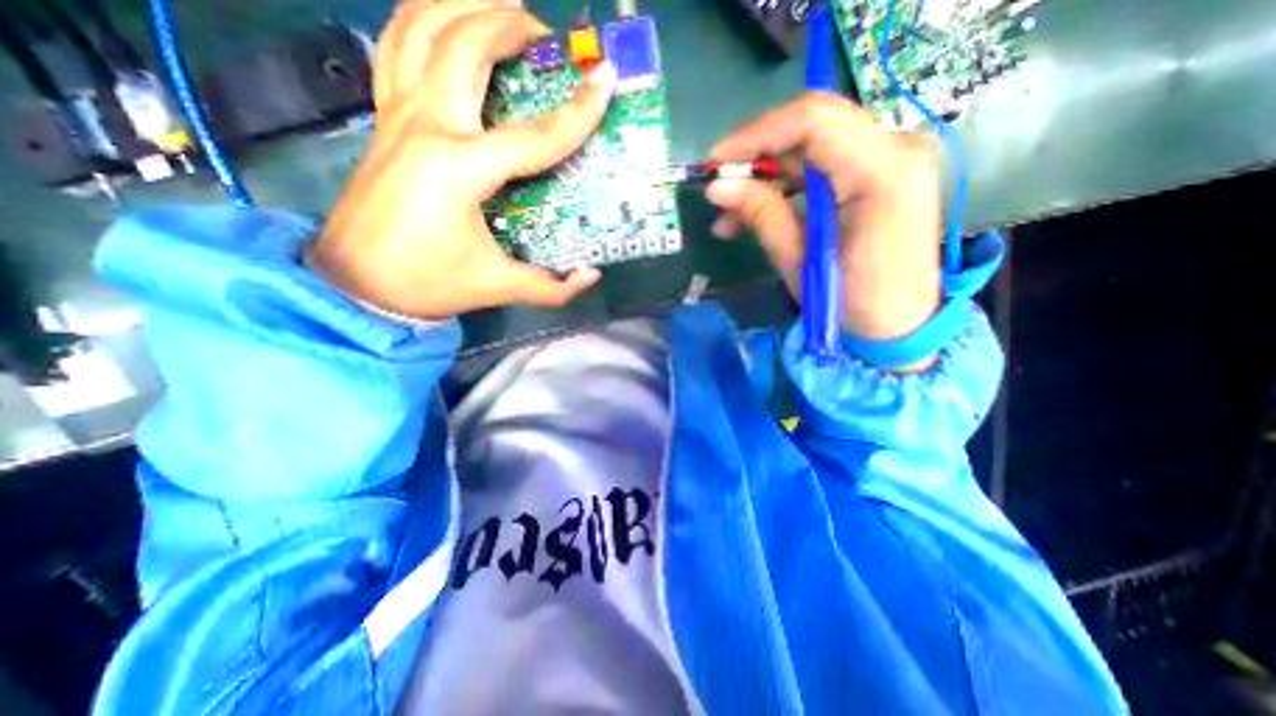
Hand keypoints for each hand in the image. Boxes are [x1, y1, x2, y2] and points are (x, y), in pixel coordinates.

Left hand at [315, 1, 621, 317]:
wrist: (357, 285)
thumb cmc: (430, 282)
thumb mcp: (499, 286)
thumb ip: (551, 286)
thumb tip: (591, 275)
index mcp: (460, 169)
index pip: (533, 135)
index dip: (577, 112)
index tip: (606, 79)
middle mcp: (427, 126)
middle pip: (466, 45)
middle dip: (510, 24)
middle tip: (546, 37)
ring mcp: (397, 115)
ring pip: (420, 26)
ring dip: (461, 4)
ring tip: (498, 9)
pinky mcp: (383, 118)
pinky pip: (396, 47)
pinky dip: (421, 22)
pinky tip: (446, 26)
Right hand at [704, 93, 940, 349]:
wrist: (900, 327)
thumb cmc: (851, 304)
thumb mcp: (799, 262)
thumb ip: (762, 214)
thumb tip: (717, 188)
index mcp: (883, 171)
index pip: (813, 120)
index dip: (756, 134)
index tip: (716, 162)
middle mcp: (896, 148)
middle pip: (813, 127)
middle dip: (757, 155)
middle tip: (719, 187)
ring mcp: (893, 158)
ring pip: (814, 147)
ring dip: (767, 176)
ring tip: (729, 214)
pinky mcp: (881, 174)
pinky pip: (824, 166)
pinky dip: (788, 185)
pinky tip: (757, 211)